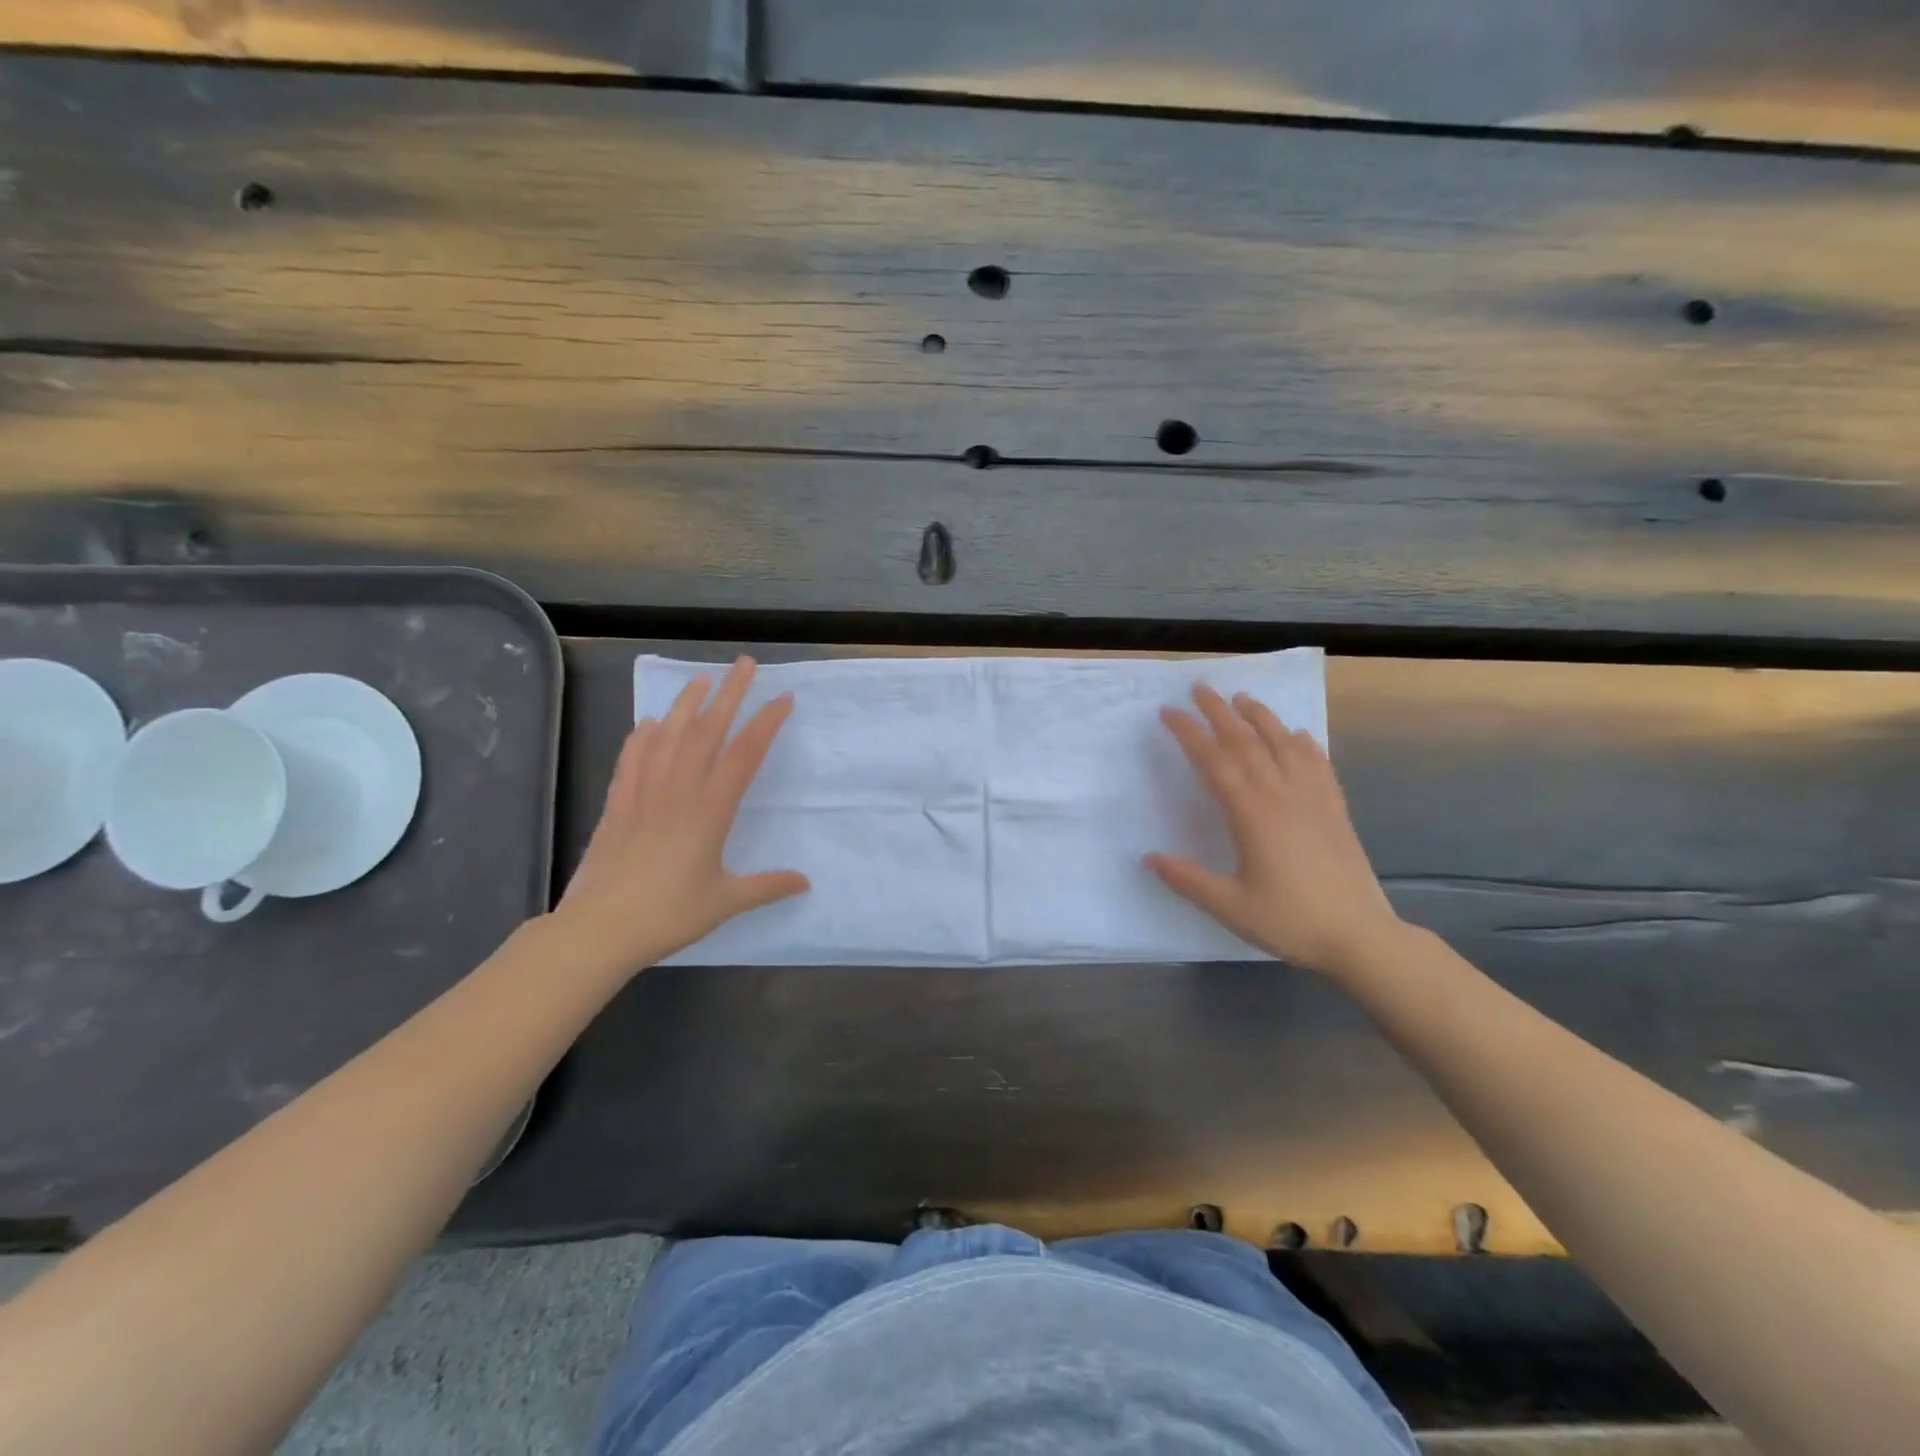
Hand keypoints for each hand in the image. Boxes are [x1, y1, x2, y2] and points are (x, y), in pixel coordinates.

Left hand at [558, 656, 808, 971]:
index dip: (766, 723)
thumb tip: (805, 882)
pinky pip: (633, 759)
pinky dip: (643, 736)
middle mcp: (679, 791)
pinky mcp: (618, 803)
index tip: (783, 699)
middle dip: (729, 693)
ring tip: (701, 680)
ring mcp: (644, 793)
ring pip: (668, 736)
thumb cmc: (669, 914)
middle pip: (707, 731)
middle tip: (744, 664)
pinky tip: (651, 723)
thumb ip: (767, 886)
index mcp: (710, 810)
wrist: (600, 928)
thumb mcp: (726, 901)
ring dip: (687, 704)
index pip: (744, 754)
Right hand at [1147, 684, 1400, 976]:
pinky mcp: (1335, 810)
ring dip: (1261, 717)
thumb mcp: (1229, 905)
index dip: (1188, 733)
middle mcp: (1281, 795)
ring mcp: (1312, 799)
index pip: (1214, 760)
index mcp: (1251, 814)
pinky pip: (1318, 764)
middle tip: (1199, 688)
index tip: (1168, 712)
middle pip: (1246, 741)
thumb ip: (1187, 879)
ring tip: (1242, 698)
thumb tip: (1148, 857)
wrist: (1360, 937)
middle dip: (1219, 712)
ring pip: (1284, 744)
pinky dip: (1304, 743)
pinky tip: (1298, 734)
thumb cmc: (1290, 921)